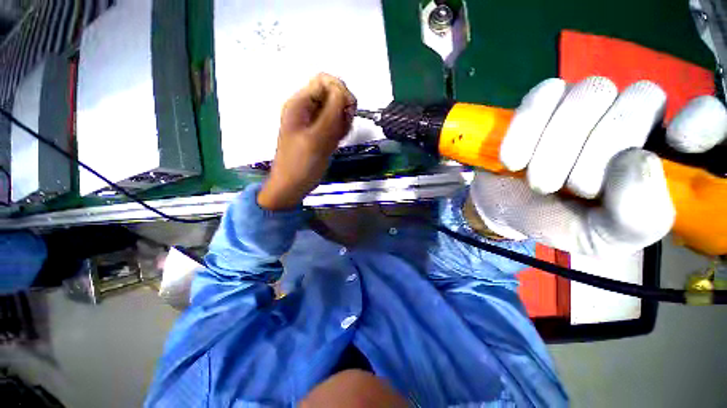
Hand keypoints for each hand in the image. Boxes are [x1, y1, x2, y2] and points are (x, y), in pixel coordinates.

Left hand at [258, 73, 355, 209]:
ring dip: (343, 123)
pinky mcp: (321, 133)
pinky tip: (335, 143)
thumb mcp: (317, 137)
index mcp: (300, 103)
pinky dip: (340, 132)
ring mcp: (314, 122)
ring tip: (336, 139)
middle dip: (343, 109)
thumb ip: (331, 112)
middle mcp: (307, 108)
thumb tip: (343, 91)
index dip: (340, 91)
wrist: (293, 185)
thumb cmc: (301, 163)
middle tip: (341, 130)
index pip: (325, 81)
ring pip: (337, 111)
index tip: (347, 111)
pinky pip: (336, 124)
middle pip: (334, 94)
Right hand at [469, 76, 726, 254]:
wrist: (506, 208)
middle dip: (597, 153)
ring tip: (537, 180)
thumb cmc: (557, 222)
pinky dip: (525, 128)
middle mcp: (632, 118)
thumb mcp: (601, 237)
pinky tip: (513, 159)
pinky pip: (544, 93)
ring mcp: (586, 103)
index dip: (703, 121)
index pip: (708, 118)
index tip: (679, 142)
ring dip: (555, 146)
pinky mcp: (545, 100)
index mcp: (660, 156)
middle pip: (640, 100)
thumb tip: (636, 160)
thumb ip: (636, 218)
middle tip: (568, 189)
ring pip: (591, 92)